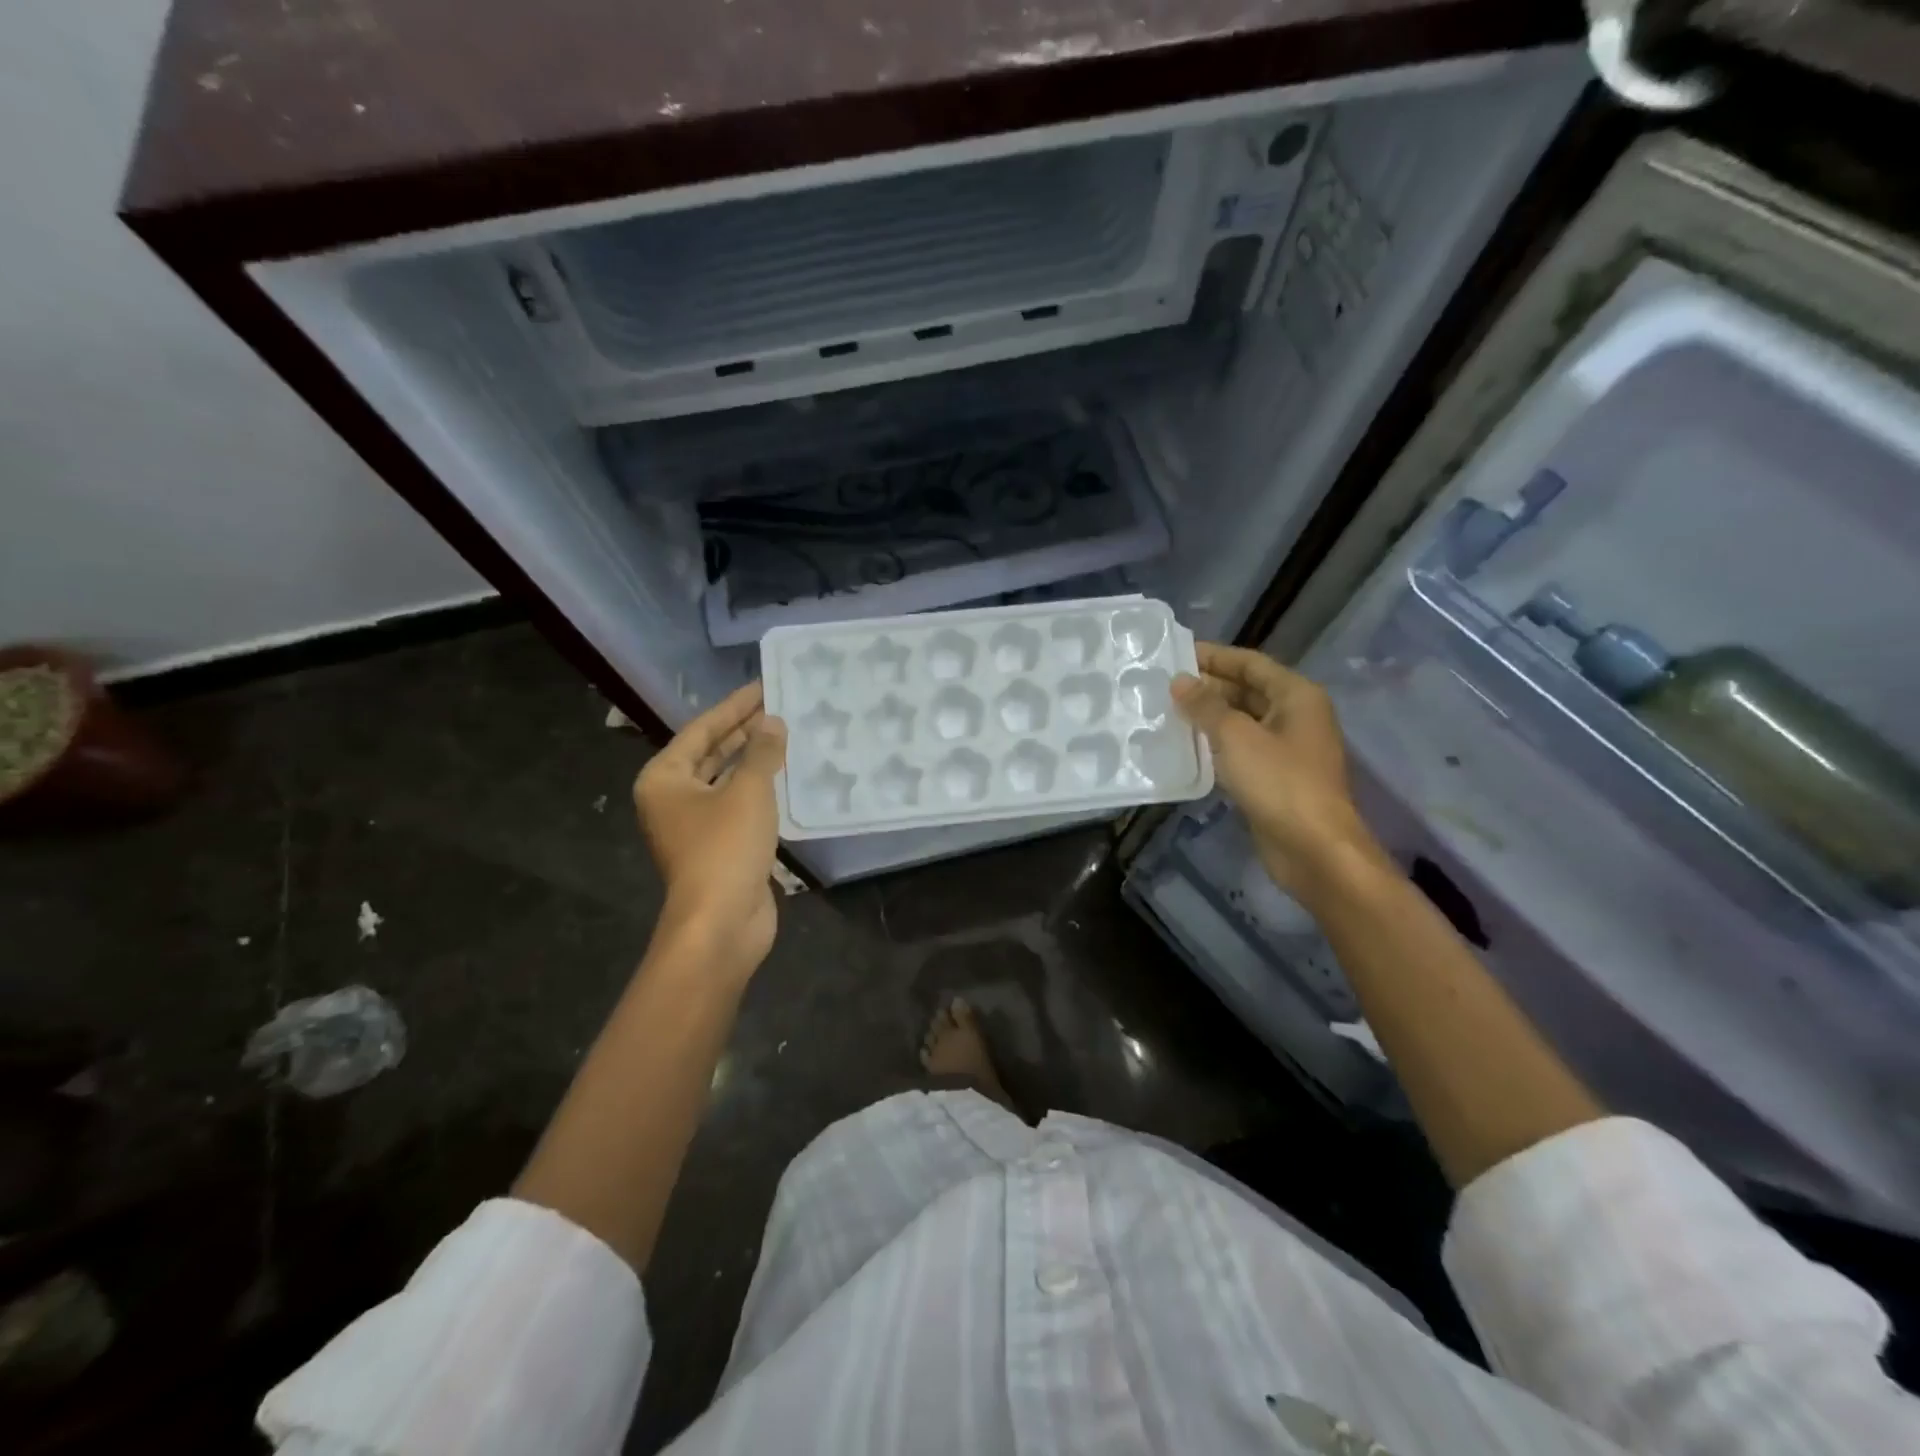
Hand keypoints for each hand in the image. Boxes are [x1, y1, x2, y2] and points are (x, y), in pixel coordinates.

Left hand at [632, 682, 787, 974]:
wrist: (721, 922)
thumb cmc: (725, 847)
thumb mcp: (748, 791)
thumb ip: (762, 752)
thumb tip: (773, 722)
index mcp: (664, 778)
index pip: (702, 729)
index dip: (735, 706)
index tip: (764, 685)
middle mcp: (673, 797)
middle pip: (711, 752)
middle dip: (745, 730)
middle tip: (780, 706)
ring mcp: (695, 824)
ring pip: (727, 780)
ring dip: (755, 760)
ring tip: (788, 734)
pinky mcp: (718, 846)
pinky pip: (739, 804)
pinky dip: (760, 788)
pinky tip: (787, 776)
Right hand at [1172, 644, 1385, 895]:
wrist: (1314, 849)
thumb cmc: (1279, 782)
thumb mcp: (1236, 736)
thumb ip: (1206, 705)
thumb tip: (1179, 681)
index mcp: (1296, 696)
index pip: (1250, 663)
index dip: (1214, 656)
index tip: (1176, 653)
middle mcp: (1296, 716)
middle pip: (1247, 690)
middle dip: (1208, 687)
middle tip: (1163, 686)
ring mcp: (1287, 749)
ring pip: (1242, 722)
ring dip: (1209, 717)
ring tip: (1166, 712)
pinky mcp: (1275, 778)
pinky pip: (1241, 750)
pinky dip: (1216, 745)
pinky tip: (1185, 748)